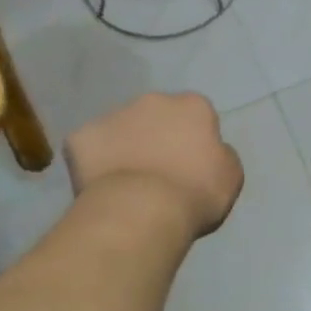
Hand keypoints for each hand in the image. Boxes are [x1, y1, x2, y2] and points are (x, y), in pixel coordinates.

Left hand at [66, 93, 243, 240]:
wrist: (142, 210)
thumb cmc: (195, 192)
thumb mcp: (230, 176)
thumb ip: (221, 155)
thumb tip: (211, 150)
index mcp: (192, 106)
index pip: (196, 115)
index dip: (193, 139)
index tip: (191, 164)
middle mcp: (152, 100)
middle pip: (155, 115)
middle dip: (156, 136)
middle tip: (158, 172)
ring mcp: (112, 115)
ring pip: (120, 129)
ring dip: (125, 146)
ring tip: (127, 183)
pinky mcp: (81, 137)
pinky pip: (89, 148)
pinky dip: (94, 162)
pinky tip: (101, 187)